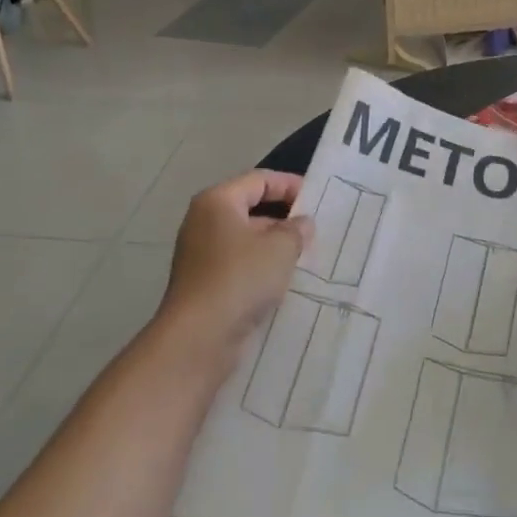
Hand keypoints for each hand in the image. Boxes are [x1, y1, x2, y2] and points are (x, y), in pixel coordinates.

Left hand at [158, 172, 313, 360]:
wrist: (199, 337)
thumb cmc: (240, 278)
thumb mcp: (280, 248)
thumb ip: (296, 230)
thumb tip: (302, 223)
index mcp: (218, 202)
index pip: (259, 180)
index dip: (289, 185)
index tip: (316, 198)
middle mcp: (204, 222)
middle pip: (250, 208)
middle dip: (284, 218)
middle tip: (316, 229)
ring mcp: (201, 254)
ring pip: (246, 239)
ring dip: (274, 245)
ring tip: (307, 255)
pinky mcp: (204, 283)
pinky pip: (239, 264)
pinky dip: (261, 267)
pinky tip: (284, 280)